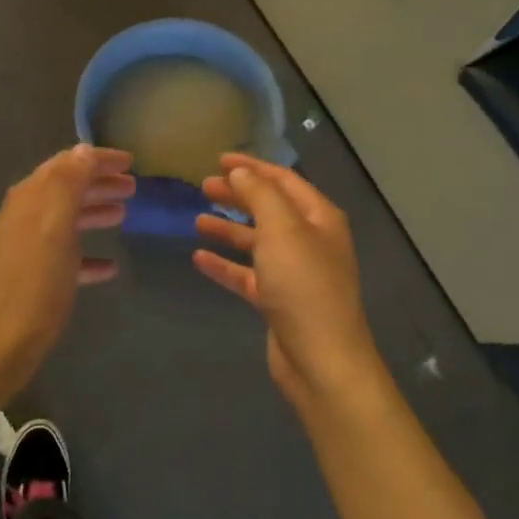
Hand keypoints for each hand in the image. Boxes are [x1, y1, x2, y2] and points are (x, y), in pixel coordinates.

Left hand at [0, 145, 134, 390]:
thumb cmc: (33, 283)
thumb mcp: (54, 226)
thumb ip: (68, 184)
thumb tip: (82, 149)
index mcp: (29, 199)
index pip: (66, 164)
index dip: (97, 159)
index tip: (131, 160)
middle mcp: (24, 217)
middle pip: (66, 190)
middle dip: (98, 183)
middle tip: (133, 187)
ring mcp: (26, 249)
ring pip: (66, 221)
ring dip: (94, 213)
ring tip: (123, 215)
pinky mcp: (32, 279)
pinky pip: (65, 257)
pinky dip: (87, 255)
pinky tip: (109, 267)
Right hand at [193, 154, 387, 410]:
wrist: (321, 359)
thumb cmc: (303, 285)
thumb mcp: (282, 229)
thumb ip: (259, 195)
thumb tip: (240, 172)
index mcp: (319, 218)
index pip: (283, 181)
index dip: (252, 167)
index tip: (219, 159)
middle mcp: (310, 241)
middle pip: (269, 209)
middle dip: (238, 195)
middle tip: (204, 186)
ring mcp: (294, 272)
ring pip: (257, 241)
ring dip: (229, 228)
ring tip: (197, 219)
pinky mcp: (278, 300)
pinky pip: (247, 274)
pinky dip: (225, 265)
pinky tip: (199, 258)